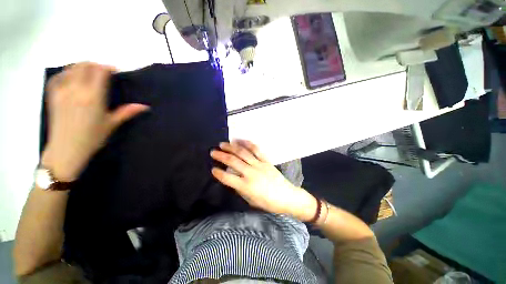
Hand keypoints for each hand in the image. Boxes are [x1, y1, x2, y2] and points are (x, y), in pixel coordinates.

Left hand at [41, 62, 148, 181]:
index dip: (108, 67)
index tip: (115, 71)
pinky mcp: (52, 95)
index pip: (99, 71)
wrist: (66, 149)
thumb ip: (127, 112)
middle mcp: (76, 90)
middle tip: (103, 72)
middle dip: (95, 65)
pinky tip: (71, 77)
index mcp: (93, 97)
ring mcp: (62, 91)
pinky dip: (66, 72)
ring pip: (71, 68)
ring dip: (81, 66)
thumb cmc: (92, 138)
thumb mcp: (111, 124)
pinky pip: (58, 76)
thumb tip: (145, 106)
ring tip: (89, 73)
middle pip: (84, 65)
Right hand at [210, 140, 316, 220]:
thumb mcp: (250, 200)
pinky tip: (240, 140)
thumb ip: (240, 189)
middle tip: (213, 151)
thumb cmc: (268, 203)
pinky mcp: (266, 161)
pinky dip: (248, 144)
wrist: (287, 197)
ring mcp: (259, 165)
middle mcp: (251, 173)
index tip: (212, 168)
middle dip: (221, 156)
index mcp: (245, 186)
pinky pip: (256, 150)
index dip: (218, 172)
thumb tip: (232, 179)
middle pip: (233, 161)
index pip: (227, 177)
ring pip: (243, 153)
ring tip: (223, 144)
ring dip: (231, 147)